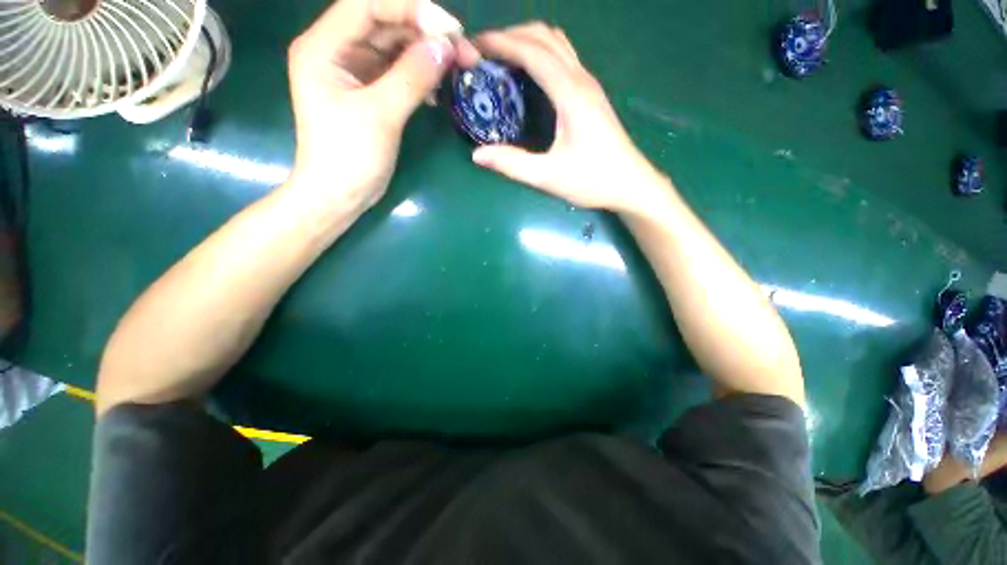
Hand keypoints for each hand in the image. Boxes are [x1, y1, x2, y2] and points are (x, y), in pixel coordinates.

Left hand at [285, 0, 477, 211]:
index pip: (369, 4)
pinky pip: (397, 71)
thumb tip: (445, 47)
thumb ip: (412, 77)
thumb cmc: (350, 157)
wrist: (339, 194)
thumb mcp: (381, 115)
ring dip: (425, 53)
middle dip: (424, 31)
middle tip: (462, 51)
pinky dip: (419, 75)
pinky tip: (438, 89)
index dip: (411, 9)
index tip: (450, 31)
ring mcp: (353, 71)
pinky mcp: (368, 91)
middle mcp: (336, 49)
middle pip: (384, 21)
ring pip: (393, 46)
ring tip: (456, 66)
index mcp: (324, 46)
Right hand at [471, 23, 662, 212]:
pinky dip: (541, 55)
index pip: (532, 51)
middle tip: (483, 54)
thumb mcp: (548, 177)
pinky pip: (563, 58)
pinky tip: (528, 75)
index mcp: (570, 94)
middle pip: (544, 36)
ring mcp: (589, 84)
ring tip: (502, 59)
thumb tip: (477, 154)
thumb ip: (512, 164)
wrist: (631, 185)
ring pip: (556, 43)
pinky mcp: (591, 94)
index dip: (500, 43)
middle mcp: (581, 79)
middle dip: (511, 36)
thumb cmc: (593, 180)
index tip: (473, 47)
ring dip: (527, 41)